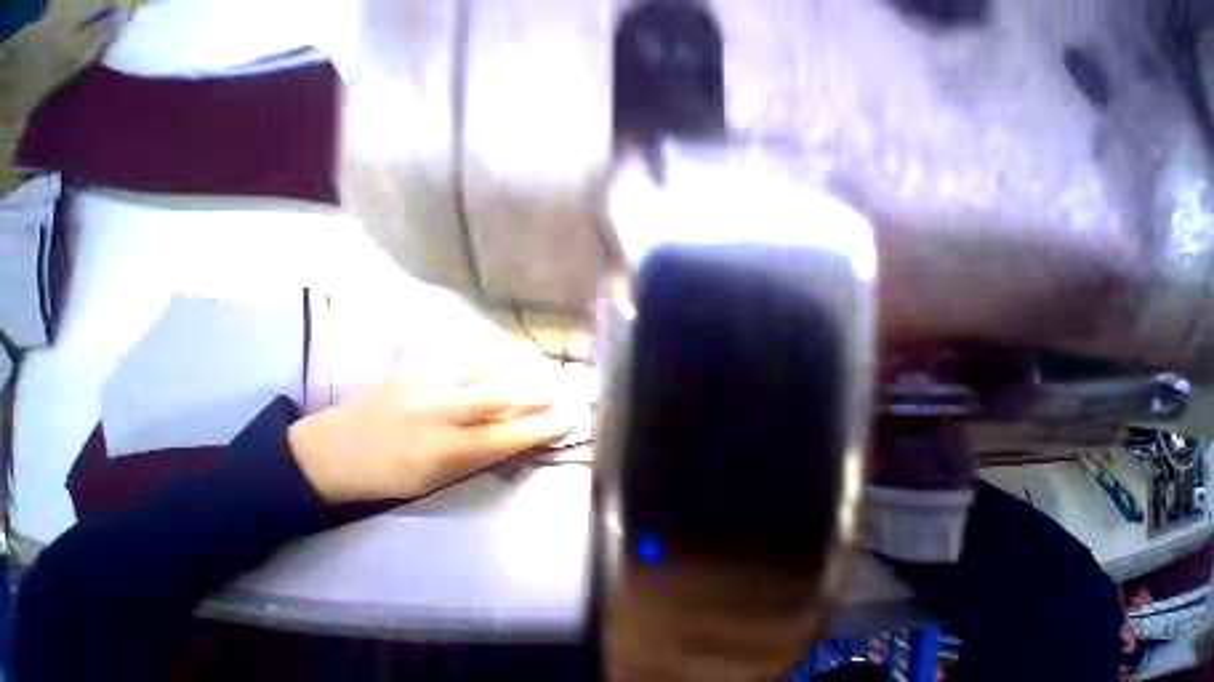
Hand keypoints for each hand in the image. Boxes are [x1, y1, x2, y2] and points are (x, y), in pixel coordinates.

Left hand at [287, 372, 572, 503]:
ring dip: (514, 374)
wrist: (328, 450)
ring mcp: (427, 383)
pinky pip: (465, 360)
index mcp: (442, 450)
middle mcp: (439, 412)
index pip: (505, 437)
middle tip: (553, 393)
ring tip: (533, 374)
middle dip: (533, 394)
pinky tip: (500, 365)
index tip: (563, 422)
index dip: (538, 429)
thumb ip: (477, 456)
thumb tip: (517, 436)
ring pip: (485, 371)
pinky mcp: (416, 367)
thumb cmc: (386, 475)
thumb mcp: (433, 479)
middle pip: (499, 396)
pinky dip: (489, 364)